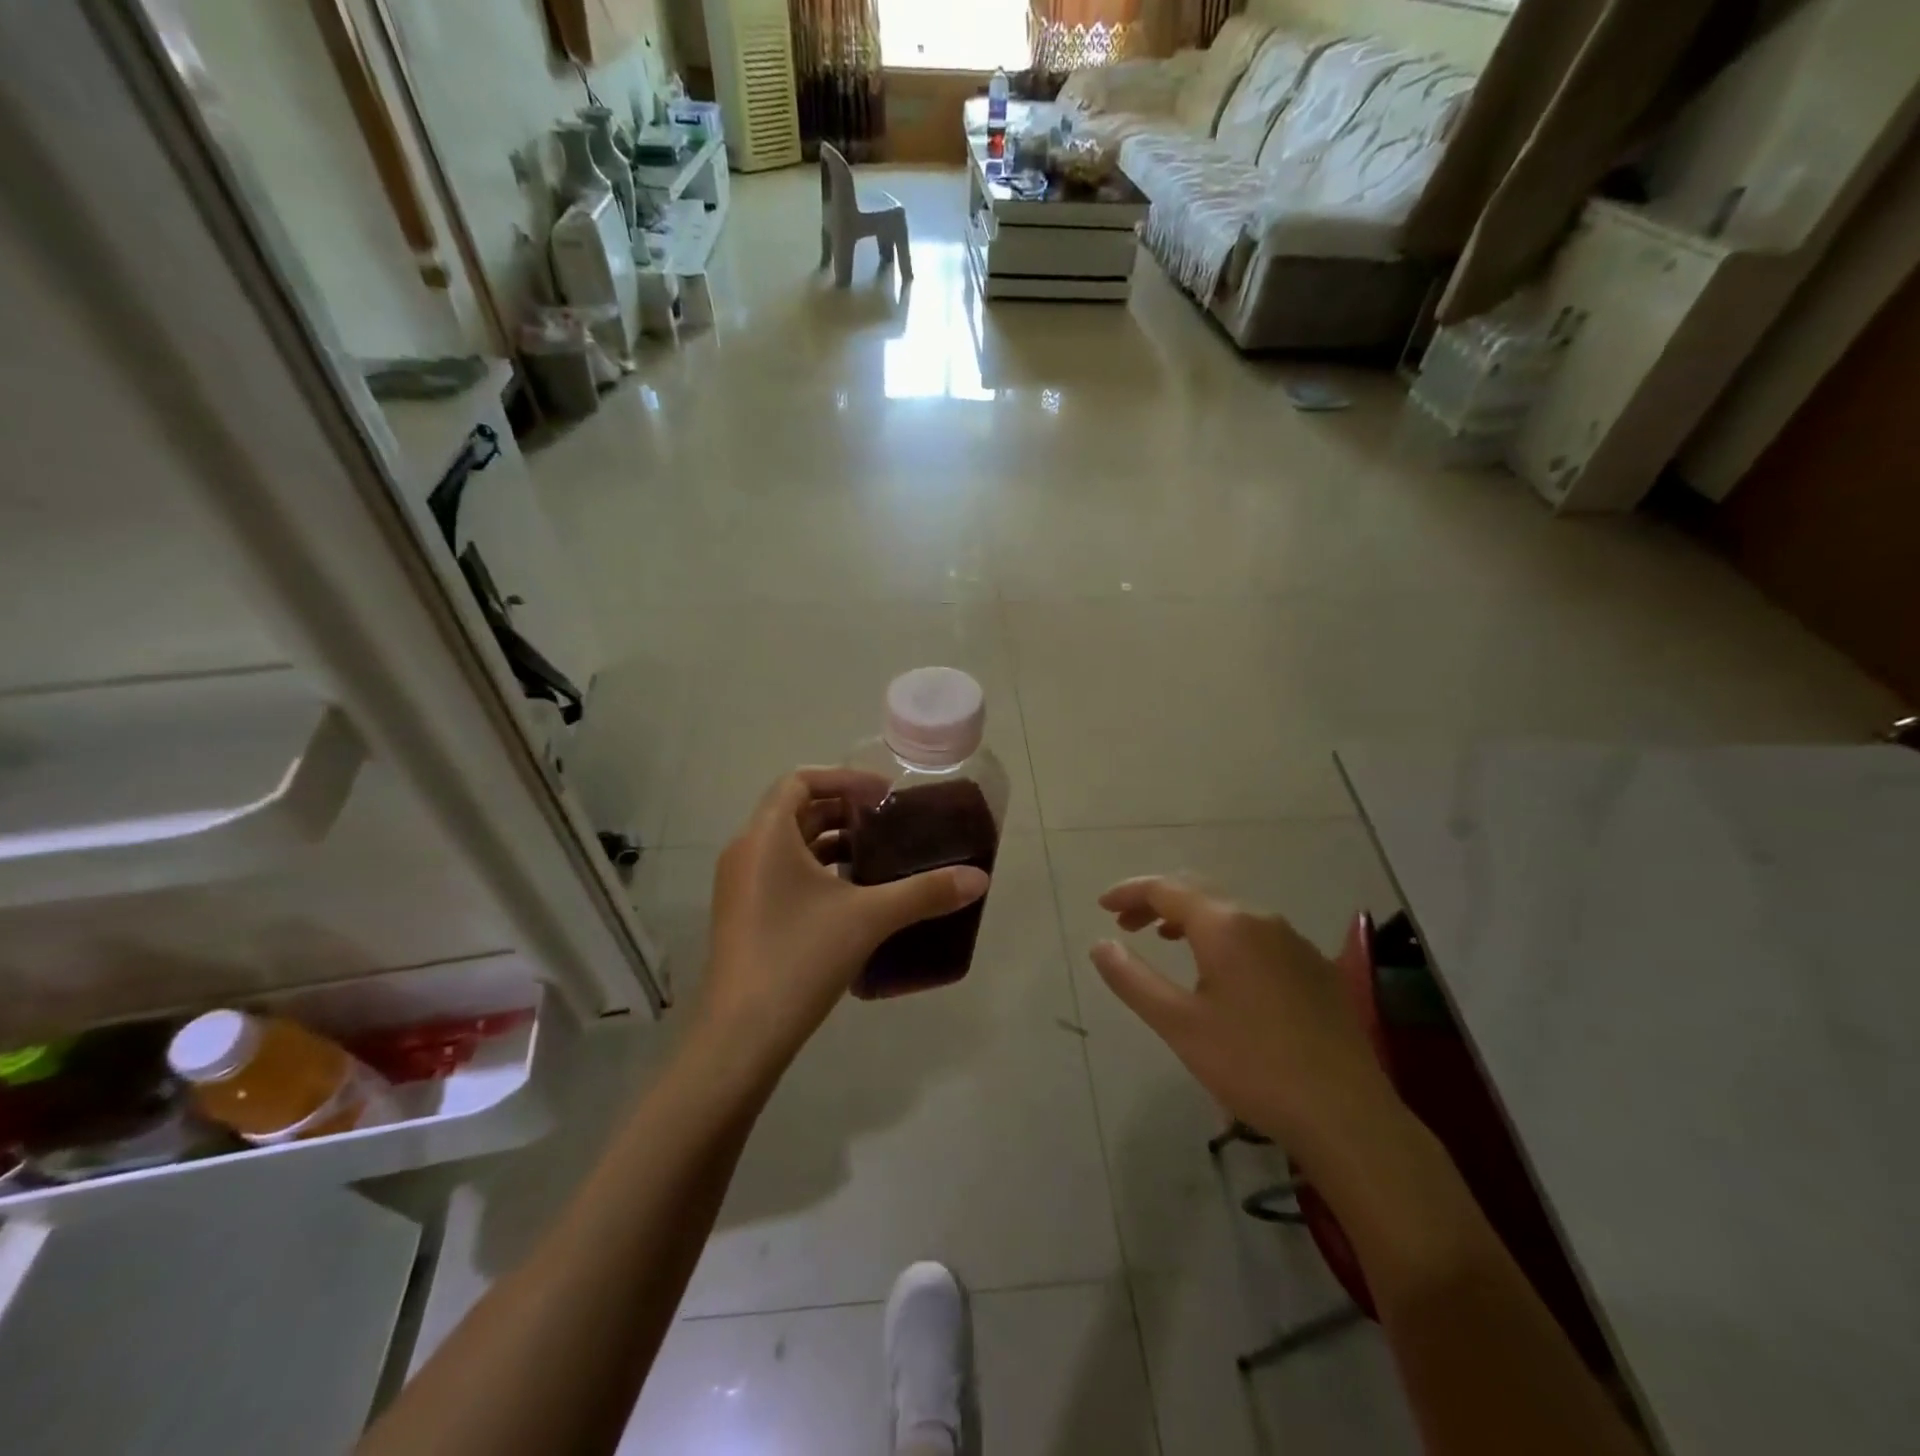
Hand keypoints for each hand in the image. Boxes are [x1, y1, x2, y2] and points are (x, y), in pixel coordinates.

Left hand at [697, 768, 990, 1071]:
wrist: (741, 1036)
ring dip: (830, 843)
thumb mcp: (869, 918)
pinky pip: (780, 874)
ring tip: (877, 858)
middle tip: (887, 824)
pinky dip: (815, 871)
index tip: (884, 795)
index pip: (800, 780)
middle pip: (795, 811)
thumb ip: (924, 892)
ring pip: (788, 845)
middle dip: (843, 812)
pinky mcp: (742, 916)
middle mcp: (745, 851)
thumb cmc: (800, 958)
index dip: (844, 779)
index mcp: (766, 836)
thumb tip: (979, 878)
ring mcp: (739, 886)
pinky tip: (850, 897)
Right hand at [1090, 877, 1399, 1169]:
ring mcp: (1294, 941)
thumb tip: (1100, 945)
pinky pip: (1258, 934)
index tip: (1103, 906)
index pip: (1166, 889)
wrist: (1345, 1113)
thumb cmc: (1251, 1065)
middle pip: (1199, 892)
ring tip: (1167, 939)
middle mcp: (1261, 919)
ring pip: (1231, 912)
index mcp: (1226, 925)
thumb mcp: (1178, 1024)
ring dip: (1192, 918)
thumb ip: (1133, 979)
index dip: (1130, 893)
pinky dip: (1225, 935)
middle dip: (1158, 901)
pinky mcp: (1316, 967)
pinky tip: (1222, 971)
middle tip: (1127, 924)